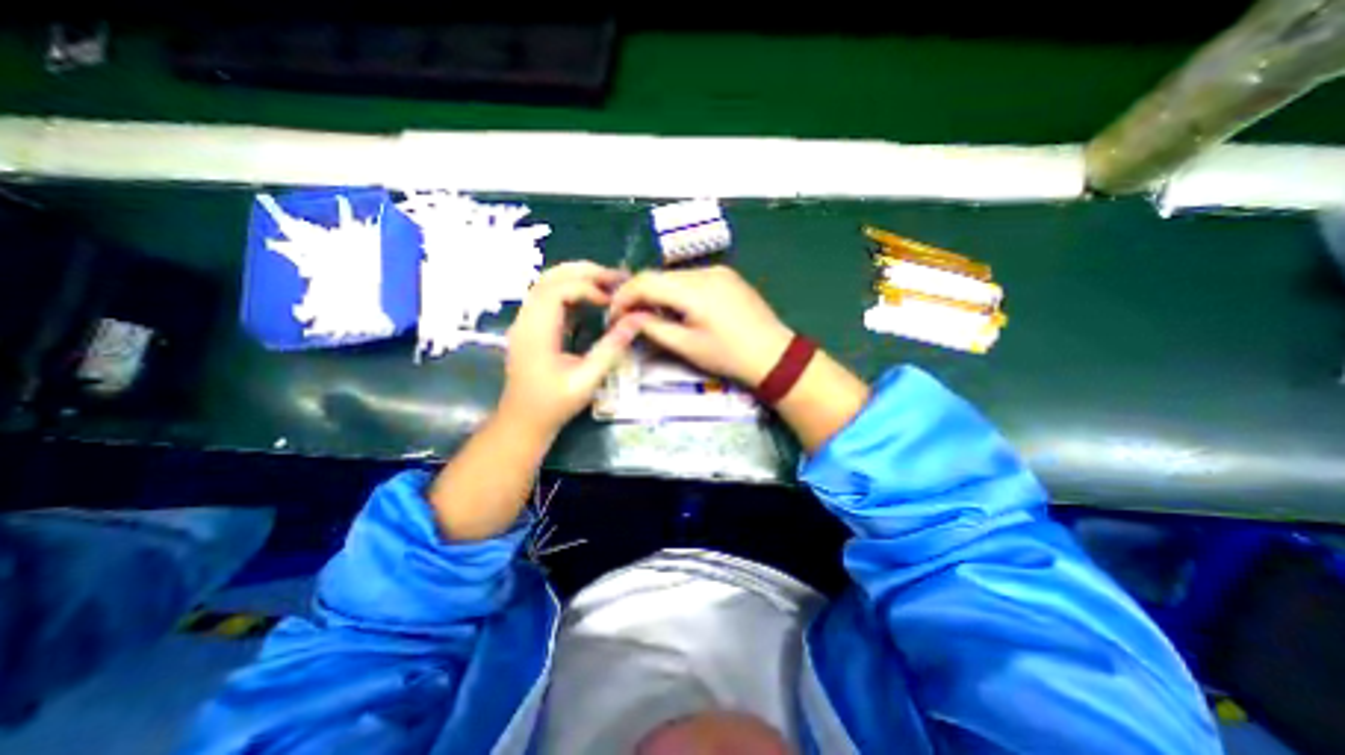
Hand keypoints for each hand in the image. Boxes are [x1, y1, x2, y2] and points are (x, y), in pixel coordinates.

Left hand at [500, 263, 641, 434]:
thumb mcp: (587, 379)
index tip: (612, 302)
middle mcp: (526, 319)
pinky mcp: (530, 327)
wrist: (523, 421)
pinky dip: (571, 291)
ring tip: (607, 283)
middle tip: (616, 277)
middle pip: (550, 277)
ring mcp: (525, 322)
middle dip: (584, 272)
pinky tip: (591, 300)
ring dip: (577, 278)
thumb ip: (611, 348)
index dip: (588, 288)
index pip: (558, 290)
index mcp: (536, 331)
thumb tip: (637, 319)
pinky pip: (548, 297)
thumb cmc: (554, 404)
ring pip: (547, 283)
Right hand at [606, 267, 790, 385]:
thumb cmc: (729, 356)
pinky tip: (680, 310)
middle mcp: (704, 271)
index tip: (613, 316)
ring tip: (655, 317)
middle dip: (639, 295)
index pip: (644, 282)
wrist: (774, 355)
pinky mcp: (727, 275)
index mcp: (693, 289)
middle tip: (630, 319)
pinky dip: (677, 291)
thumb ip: (653, 328)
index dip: (623, 297)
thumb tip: (629, 317)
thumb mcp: (687, 346)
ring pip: (674, 276)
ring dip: (658, 293)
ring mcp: (719, 270)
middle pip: (658, 276)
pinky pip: (692, 278)